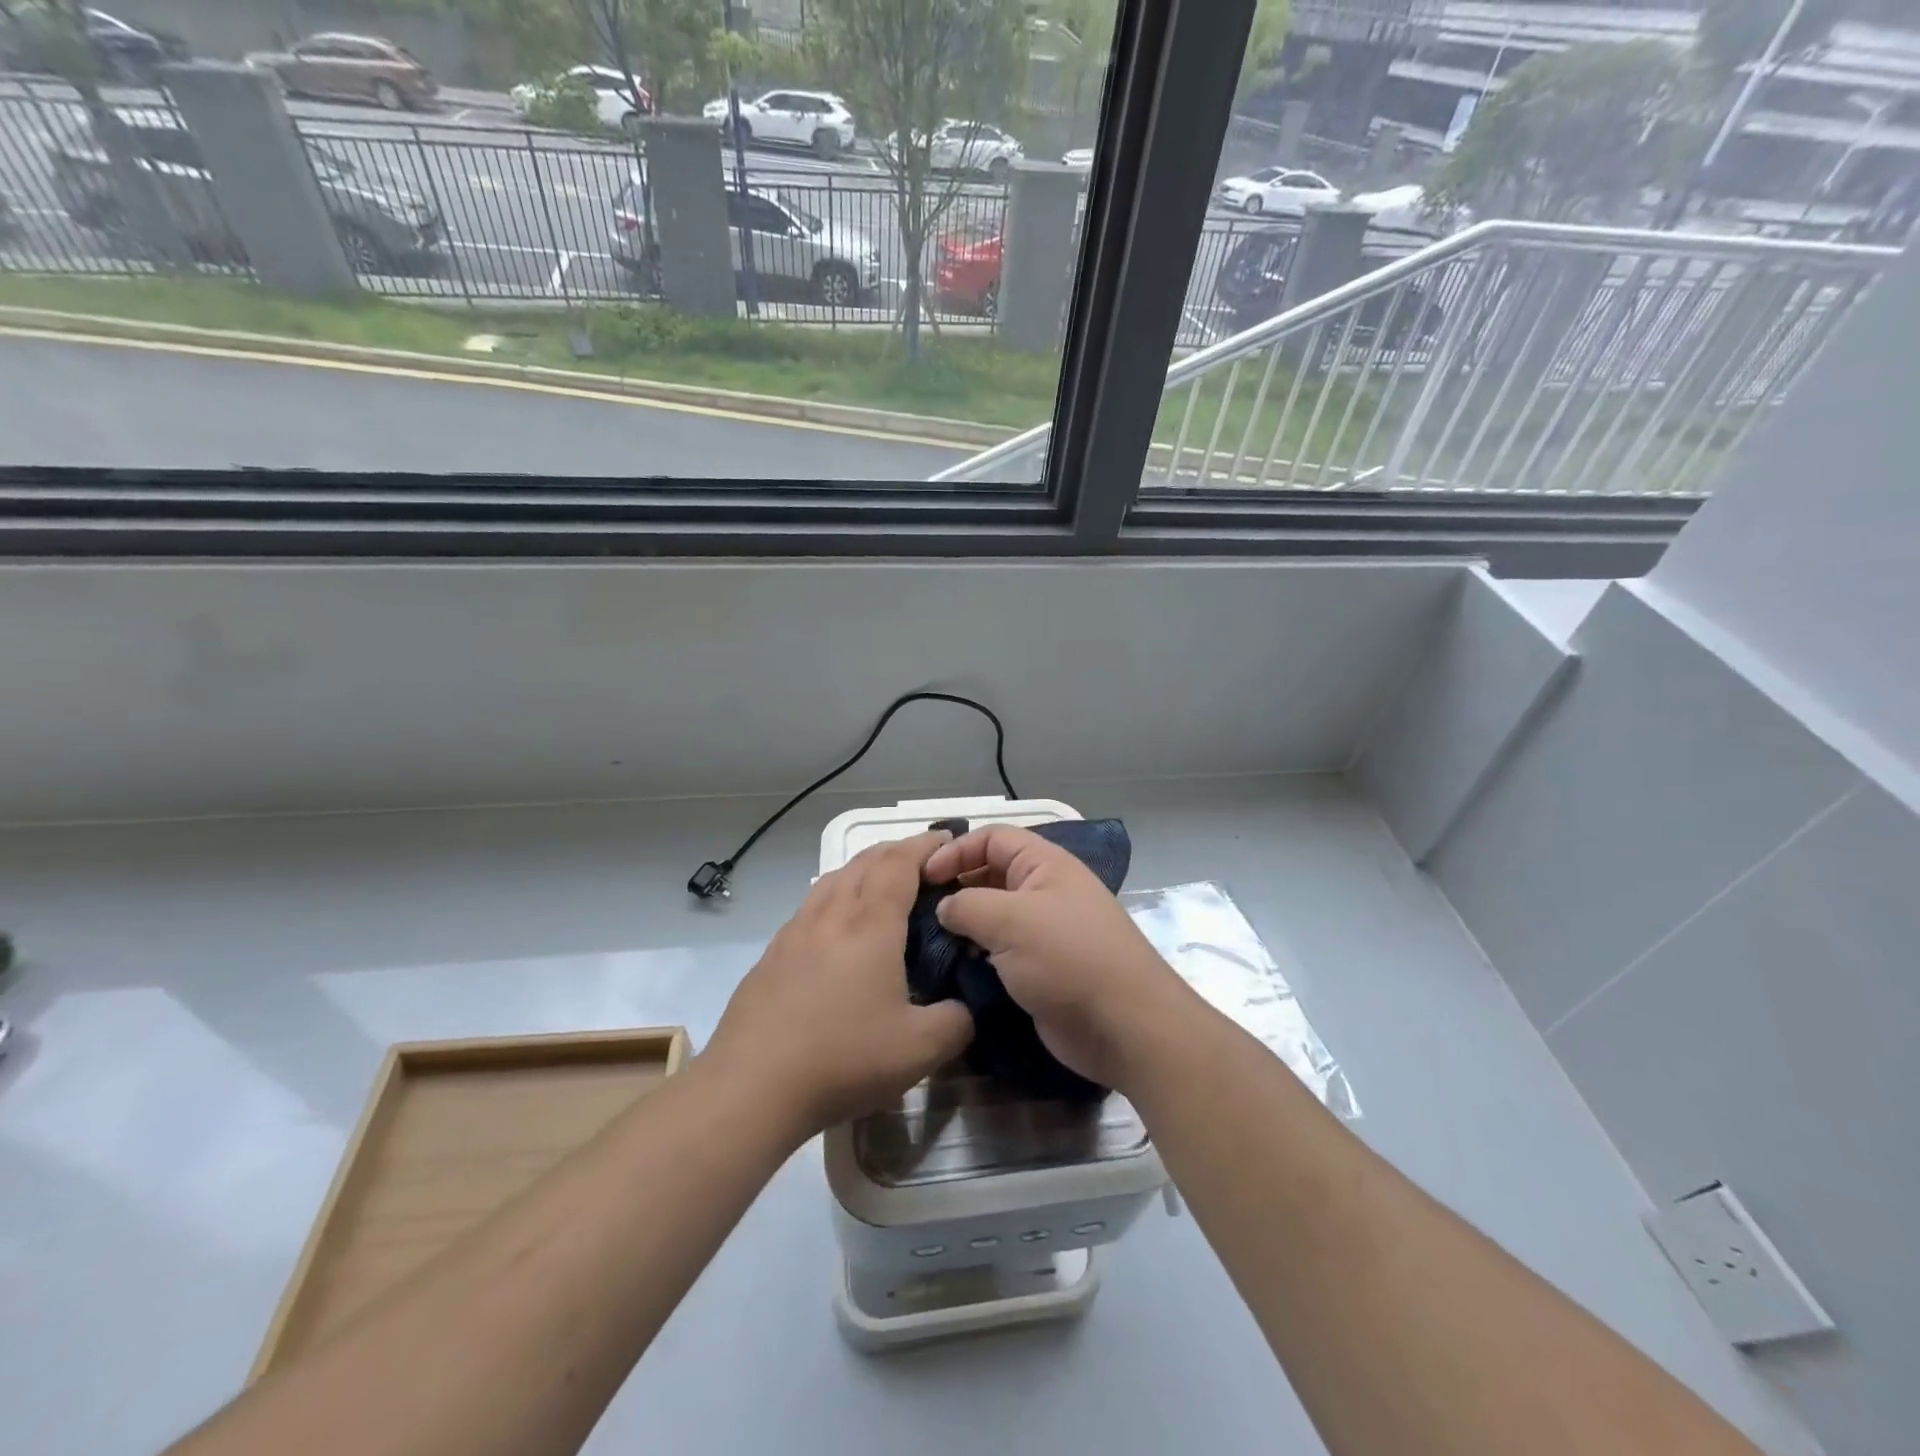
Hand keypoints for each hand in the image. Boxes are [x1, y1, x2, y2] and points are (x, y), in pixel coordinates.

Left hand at [706, 831, 974, 1137]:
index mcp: (870, 924)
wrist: (750, 1086)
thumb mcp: (919, 1050)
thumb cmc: (842, 1059)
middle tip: (925, 864)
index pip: (900, 862)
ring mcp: (795, 931)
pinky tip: (838, 931)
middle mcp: (831, 915)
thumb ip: (958, 1022)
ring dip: (863, 870)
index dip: (925, 844)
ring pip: (833, 879)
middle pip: (865, 861)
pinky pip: (811, 906)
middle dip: (898, 851)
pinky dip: (835, 898)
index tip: (948, 840)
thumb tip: (967, 1008)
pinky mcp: (772, 954)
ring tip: (883, 888)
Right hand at [923, 825, 1195, 1093]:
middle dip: (956, 885)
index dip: (956, 850)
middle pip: (991, 873)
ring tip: (929, 938)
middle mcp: (1045, 890)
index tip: (923, 877)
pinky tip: (954, 966)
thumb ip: (967, 905)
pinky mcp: (1042, 968)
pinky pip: (1001, 949)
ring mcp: (1045, 931)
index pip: (993, 838)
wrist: (1124, 1026)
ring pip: (994, 914)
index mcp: (1045, 864)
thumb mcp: (1011, 921)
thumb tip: (945, 908)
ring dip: (964, 923)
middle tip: (919, 908)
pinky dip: (977, 952)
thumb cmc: (1068, 959)